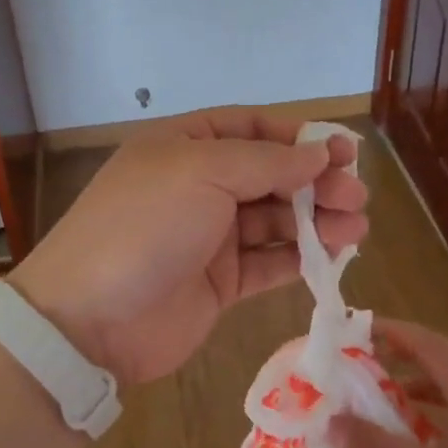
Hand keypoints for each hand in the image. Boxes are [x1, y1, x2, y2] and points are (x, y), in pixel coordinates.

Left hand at [9, 108, 368, 385]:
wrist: (90, 319)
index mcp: (184, 147)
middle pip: (269, 175)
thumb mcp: (202, 172)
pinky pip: (268, 262)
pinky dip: (300, 258)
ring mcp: (208, 237)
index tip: (342, 152)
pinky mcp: (219, 282)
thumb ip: (266, 162)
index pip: (250, 128)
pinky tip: (334, 256)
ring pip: (274, 220)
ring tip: (357, 228)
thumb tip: (319, 153)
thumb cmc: (144, 226)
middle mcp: (198, 186)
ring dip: (317, 221)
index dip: (297, 137)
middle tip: (356, 197)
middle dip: (315, 182)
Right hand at [327, 319, 447, 447]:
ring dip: (416, 390)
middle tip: (357, 366)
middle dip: (397, 358)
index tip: (349, 332)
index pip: (424, 340)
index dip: (386, 331)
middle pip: (439, 360)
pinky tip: (419, 446)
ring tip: (381, 404)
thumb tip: (329, 420)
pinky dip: (434, 418)